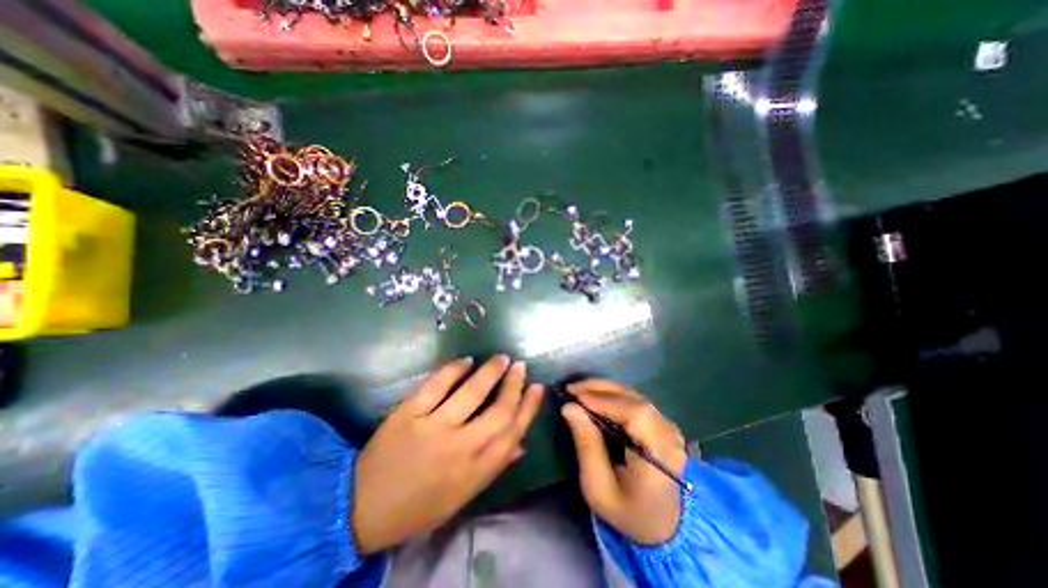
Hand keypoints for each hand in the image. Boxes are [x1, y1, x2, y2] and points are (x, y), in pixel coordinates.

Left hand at [355, 355, 544, 555]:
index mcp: (473, 472)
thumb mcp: (460, 497)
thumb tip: (521, 444)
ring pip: (471, 393)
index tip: (537, 388)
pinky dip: (453, 369)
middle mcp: (458, 448)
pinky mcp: (408, 413)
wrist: (360, 508)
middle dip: (514, 385)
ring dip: (490, 372)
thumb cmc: (417, 506)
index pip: (511, 433)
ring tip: (502, 358)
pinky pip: (437, 385)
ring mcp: (432, 428)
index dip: (528, 408)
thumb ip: (493, 468)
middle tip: (520, 366)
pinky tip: (467, 360)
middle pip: (498, 411)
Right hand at [566, 379, 688, 542]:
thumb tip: (569, 407)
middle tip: (571, 388)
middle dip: (600, 389)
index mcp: (659, 455)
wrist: (664, 526)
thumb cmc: (628, 512)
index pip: (635, 414)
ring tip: (579, 390)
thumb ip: (586, 445)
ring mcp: (668, 426)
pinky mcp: (662, 423)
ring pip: (634, 395)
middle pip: (634, 399)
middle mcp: (669, 434)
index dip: (604, 400)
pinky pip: (635, 401)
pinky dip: (613, 396)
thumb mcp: (599, 488)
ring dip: (604, 389)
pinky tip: (595, 398)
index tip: (575, 396)